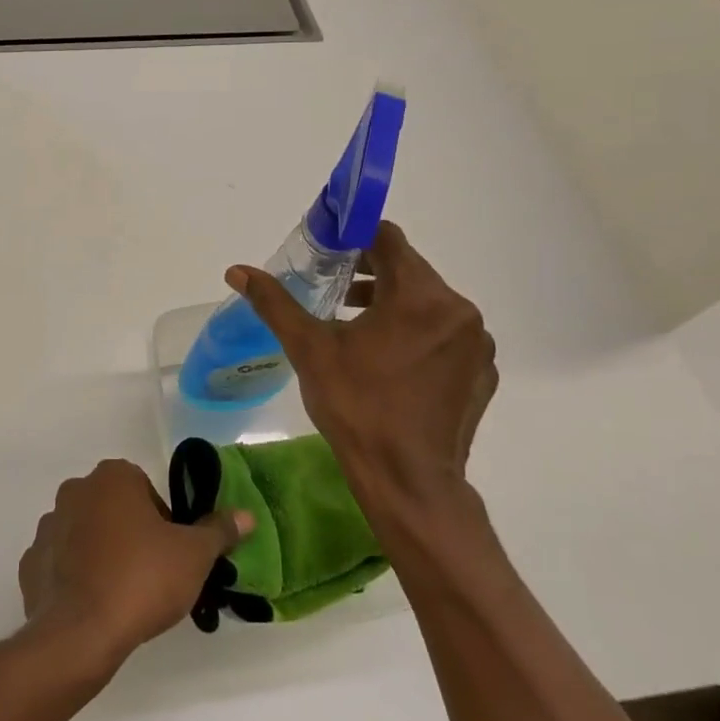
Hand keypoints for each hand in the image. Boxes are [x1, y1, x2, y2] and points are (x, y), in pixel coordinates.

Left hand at [18, 460, 251, 669]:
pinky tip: (92, 606)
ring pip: (84, 534)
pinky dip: (74, 578)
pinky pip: (60, 564)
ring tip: (121, 595)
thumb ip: (218, 531)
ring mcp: (48, 526)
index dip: (163, 522)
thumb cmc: (142, 579)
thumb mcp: (194, 555)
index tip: (171, 554)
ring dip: (100, 554)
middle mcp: (75, 490)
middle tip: (150, 575)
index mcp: (113, 477)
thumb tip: (245, 516)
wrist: (81, 632)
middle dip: (130, 535)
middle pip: (113, 509)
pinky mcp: (30, 563)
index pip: (144, 490)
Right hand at [228, 220, 497, 534]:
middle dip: (370, 274)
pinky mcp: (482, 374)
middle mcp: (458, 311)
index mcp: (420, 296)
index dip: (355, 238)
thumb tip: (237, 271)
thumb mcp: (309, 349)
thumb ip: (275, 303)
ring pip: (429, 303)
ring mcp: (476, 345)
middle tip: (333, 291)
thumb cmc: (357, 407)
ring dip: (393, 304)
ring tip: (355, 326)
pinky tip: (390, 362)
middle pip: (410, 271)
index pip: (389, 240)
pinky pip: (447, 336)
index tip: (328, 251)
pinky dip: (418, 334)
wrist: (409, 482)